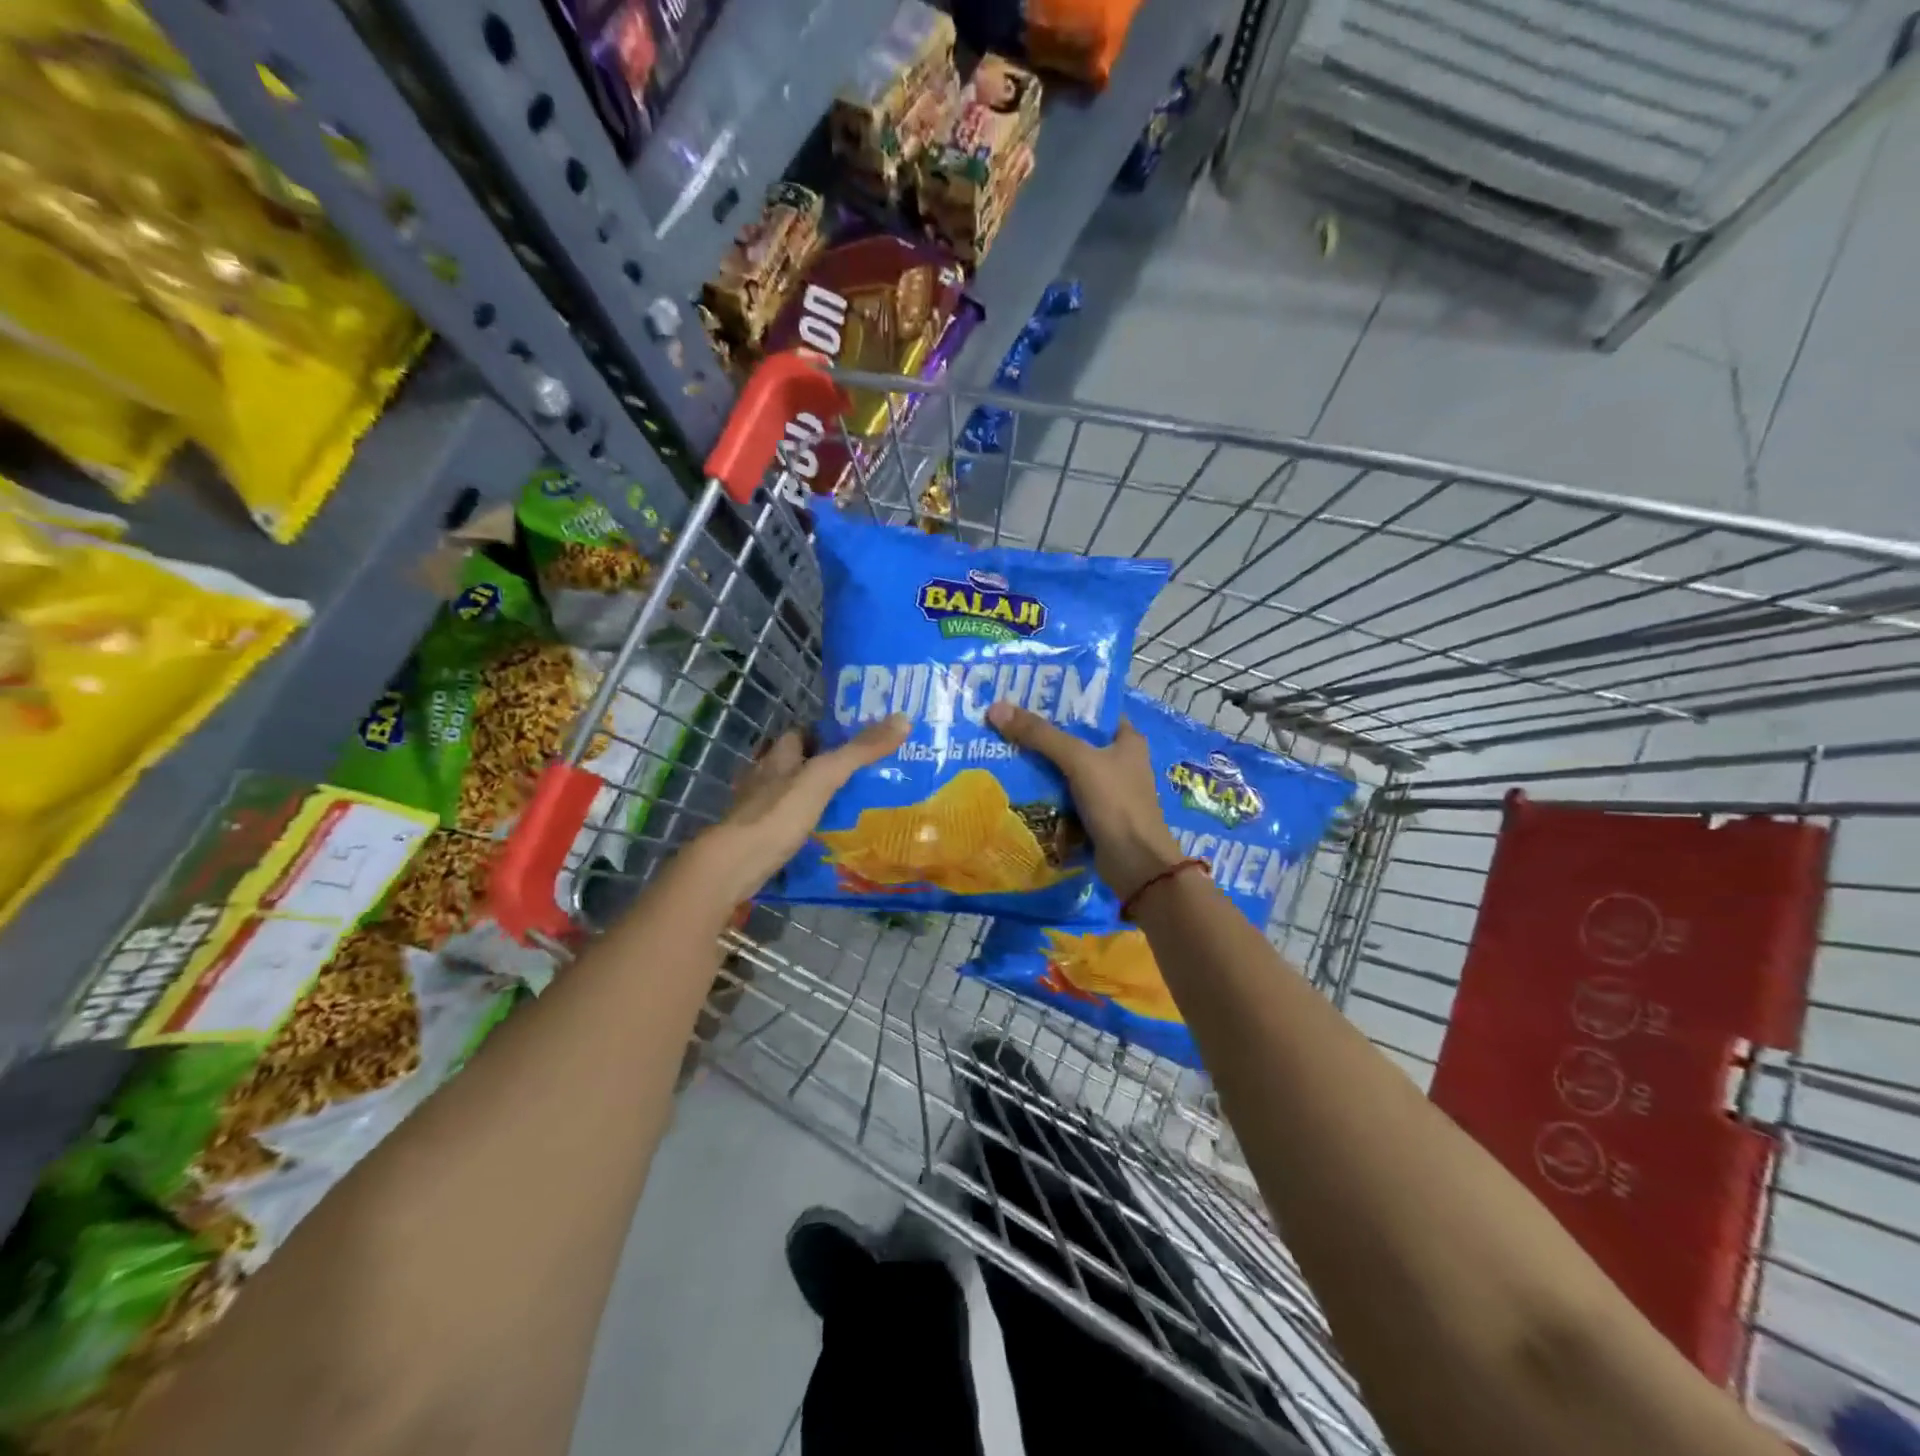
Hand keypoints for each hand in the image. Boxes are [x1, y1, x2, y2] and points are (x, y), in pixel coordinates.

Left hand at [695, 715, 910, 901]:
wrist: (737, 863)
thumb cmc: (779, 812)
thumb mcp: (825, 776)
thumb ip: (861, 751)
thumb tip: (903, 719)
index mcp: (779, 755)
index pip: (801, 733)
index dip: (825, 732)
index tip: (855, 739)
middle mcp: (765, 776)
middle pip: (796, 762)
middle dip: (822, 765)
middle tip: (860, 774)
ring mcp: (759, 807)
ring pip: (791, 792)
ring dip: (814, 795)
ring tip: (850, 803)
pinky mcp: (759, 835)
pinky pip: (787, 821)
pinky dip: (805, 823)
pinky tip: (825, 832)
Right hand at [985, 702, 1183, 901]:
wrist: (1136, 865)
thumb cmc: (1116, 803)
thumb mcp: (1078, 760)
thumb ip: (1040, 735)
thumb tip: (996, 709)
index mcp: (1127, 739)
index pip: (1092, 709)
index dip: (1063, 700)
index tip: (1026, 695)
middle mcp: (1119, 760)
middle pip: (1075, 739)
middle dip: (1042, 733)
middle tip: (1005, 721)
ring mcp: (1107, 789)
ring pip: (1066, 768)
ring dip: (1039, 764)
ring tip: (1001, 748)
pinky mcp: (1094, 814)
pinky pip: (1063, 795)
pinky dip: (1044, 791)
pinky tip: (1015, 783)